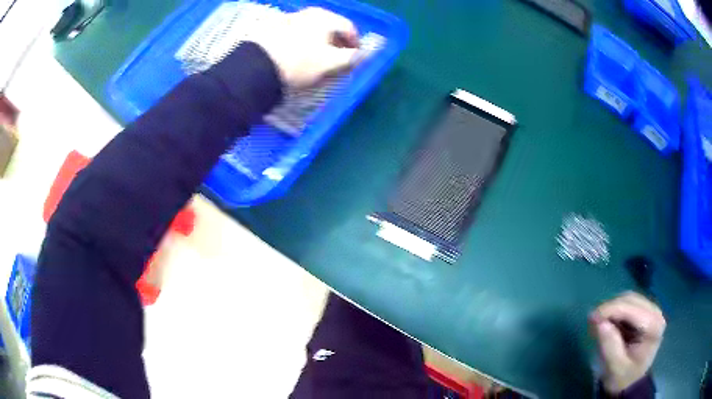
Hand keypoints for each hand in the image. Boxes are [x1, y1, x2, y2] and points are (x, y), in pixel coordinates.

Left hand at [252, 7, 360, 87]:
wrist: (257, 68)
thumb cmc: (300, 64)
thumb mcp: (331, 63)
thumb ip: (352, 57)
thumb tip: (365, 54)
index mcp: (325, 18)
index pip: (349, 28)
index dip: (356, 43)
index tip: (356, 57)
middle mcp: (308, 13)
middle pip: (330, 26)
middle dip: (337, 42)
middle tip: (338, 58)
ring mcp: (289, 18)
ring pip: (312, 29)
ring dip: (320, 41)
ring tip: (317, 57)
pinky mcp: (273, 27)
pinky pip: (295, 33)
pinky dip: (302, 41)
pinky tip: (298, 54)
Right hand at [589, 292, 665, 394]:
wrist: (630, 384)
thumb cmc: (623, 379)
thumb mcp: (615, 368)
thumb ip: (610, 347)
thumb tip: (600, 323)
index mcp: (653, 326)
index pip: (632, 309)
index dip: (612, 310)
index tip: (591, 318)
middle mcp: (656, 313)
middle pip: (631, 300)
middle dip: (610, 308)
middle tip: (592, 322)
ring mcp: (651, 311)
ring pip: (628, 299)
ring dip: (612, 309)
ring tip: (598, 324)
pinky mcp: (645, 312)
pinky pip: (628, 304)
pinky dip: (615, 312)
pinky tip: (607, 323)